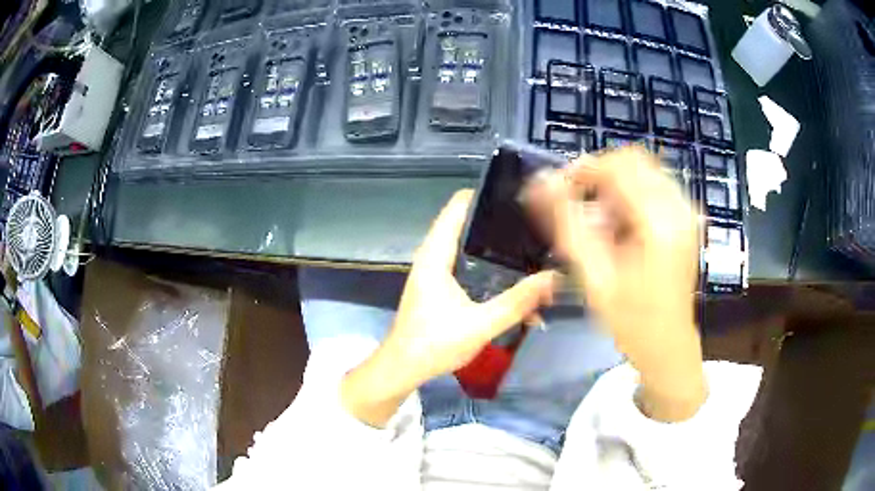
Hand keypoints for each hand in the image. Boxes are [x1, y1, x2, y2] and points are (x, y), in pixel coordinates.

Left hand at [342, 190, 556, 426]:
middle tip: (535, 224)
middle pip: (468, 225)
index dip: (485, 195)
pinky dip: (490, 271)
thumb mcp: (481, 324)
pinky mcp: (441, 288)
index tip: (517, 195)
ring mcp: (437, 273)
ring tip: (532, 249)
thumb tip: (553, 278)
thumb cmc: (434, 344)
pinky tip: (514, 284)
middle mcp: (434, 257)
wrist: (403, 369)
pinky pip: (469, 268)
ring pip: (470, 248)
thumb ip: (518, 302)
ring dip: (497, 250)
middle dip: (499, 224)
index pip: (458, 207)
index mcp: (436, 255)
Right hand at [528, 146, 705, 420]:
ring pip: (643, 171)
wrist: (667, 344)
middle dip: (599, 176)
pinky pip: (654, 186)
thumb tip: (540, 182)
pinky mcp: (686, 218)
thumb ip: (566, 224)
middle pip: (633, 160)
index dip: (583, 170)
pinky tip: (620, 226)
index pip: (618, 167)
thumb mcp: (593, 276)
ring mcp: (687, 212)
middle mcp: (680, 207)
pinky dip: (630, 195)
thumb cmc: (631, 319)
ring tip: (599, 222)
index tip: (560, 189)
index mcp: (659, 222)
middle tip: (578, 205)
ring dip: (615, 186)